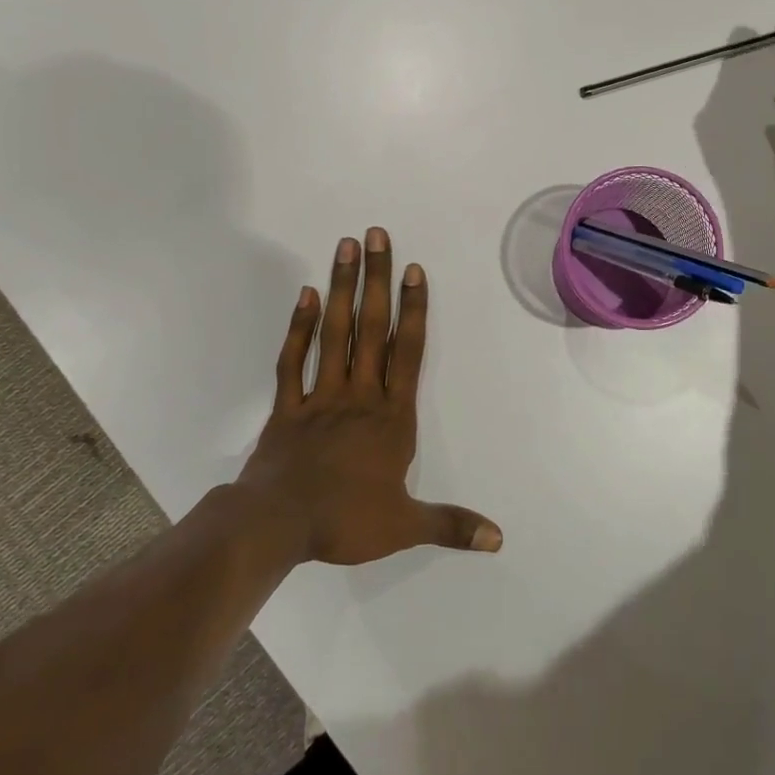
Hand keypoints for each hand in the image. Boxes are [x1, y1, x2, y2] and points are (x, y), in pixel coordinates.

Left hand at [237, 228, 501, 564]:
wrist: (276, 526)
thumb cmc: (345, 521)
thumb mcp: (405, 527)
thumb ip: (451, 525)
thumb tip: (498, 538)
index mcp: (392, 417)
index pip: (409, 352)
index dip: (414, 309)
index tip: (413, 270)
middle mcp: (360, 395)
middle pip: (372, 328)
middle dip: (376, 280)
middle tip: (376, 235)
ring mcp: (321, 396)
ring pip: (334, 333)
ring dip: (341, 288)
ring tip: (345, 247)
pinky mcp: (288, 406)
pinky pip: (293, 360)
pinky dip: (299, 327)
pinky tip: (306, 296)